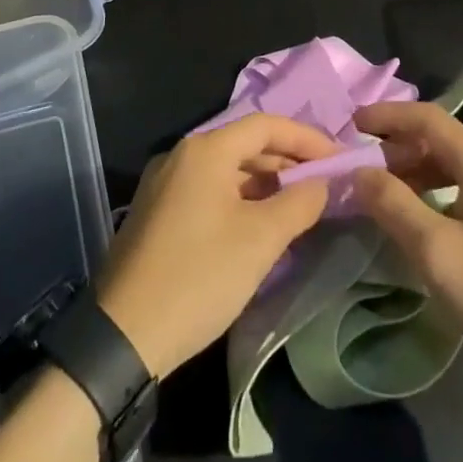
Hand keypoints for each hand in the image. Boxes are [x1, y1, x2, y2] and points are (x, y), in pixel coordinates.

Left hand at [97, 113, 335, 377]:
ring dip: (264, 184)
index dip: (306, 139)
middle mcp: (181, 155)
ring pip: (226, 170)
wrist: (123, 335)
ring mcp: (164, 183)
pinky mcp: (157, 212)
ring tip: (298, 209)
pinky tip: (259, 227)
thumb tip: (322, 183)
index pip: (266, 125)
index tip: (339, 160)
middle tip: (324, 187)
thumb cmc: (199, 276)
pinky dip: (240, 200)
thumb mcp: (261, 240)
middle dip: (287, 162)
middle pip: (245, 145)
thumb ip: (299, 203)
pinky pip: (208, 191)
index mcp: (205, 149)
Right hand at [351, 100, 462, 395]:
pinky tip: (422, 227)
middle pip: (440, 140)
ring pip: (454, 169)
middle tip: (361, 169)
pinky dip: (436, 196)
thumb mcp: (439, 253)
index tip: (350, 125)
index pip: (427, 118)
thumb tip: (360, 171)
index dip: (387, 116)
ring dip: (415, 173)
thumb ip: (394, 205)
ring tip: (383, 197)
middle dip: (397, 147)